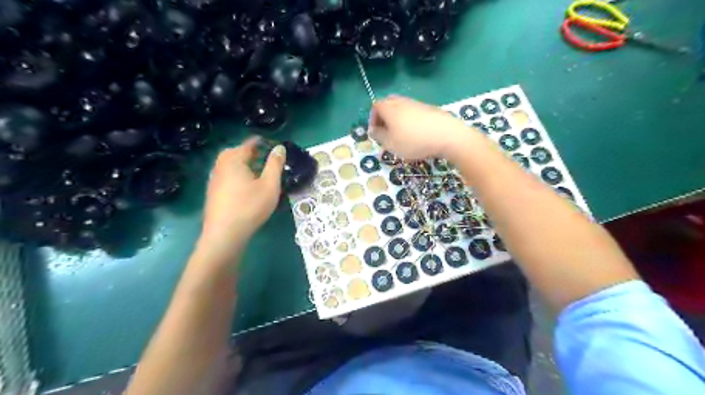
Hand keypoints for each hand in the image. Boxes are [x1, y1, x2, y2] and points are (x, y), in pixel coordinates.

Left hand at [196, 138, 284, 259]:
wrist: (224, 234)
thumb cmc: (250, 206)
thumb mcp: (270, 185)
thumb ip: (275, 164)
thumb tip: (279, 147)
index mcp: (234, 158)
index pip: (250, 143)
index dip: (263, 143)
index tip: (275, 148)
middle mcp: (221, 164)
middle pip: (238, 152)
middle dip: (252, 153)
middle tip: (267, 160)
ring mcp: (214, 178)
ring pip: (231, 164)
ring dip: (245, 164)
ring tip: (259, 173)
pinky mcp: (213, 191)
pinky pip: (227, 175)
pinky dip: (238, 175)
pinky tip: (246, 188)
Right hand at [366, 94, 475, 159]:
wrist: (447, 135)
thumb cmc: (413, 141)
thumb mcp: (391, 144)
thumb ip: (379, 136)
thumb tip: (373, 130)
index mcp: (390, 108)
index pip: (376, 106)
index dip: (373, 118)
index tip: (376, 132)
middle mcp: (402, 102)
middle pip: (389, 103)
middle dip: (384, 116)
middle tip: (386, 130)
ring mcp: (417, 104)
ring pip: (402, 107)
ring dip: (398, 118)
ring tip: (401, 134)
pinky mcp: (430, 109)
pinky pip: (414, 111)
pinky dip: (410, 120)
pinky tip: (416, 133)